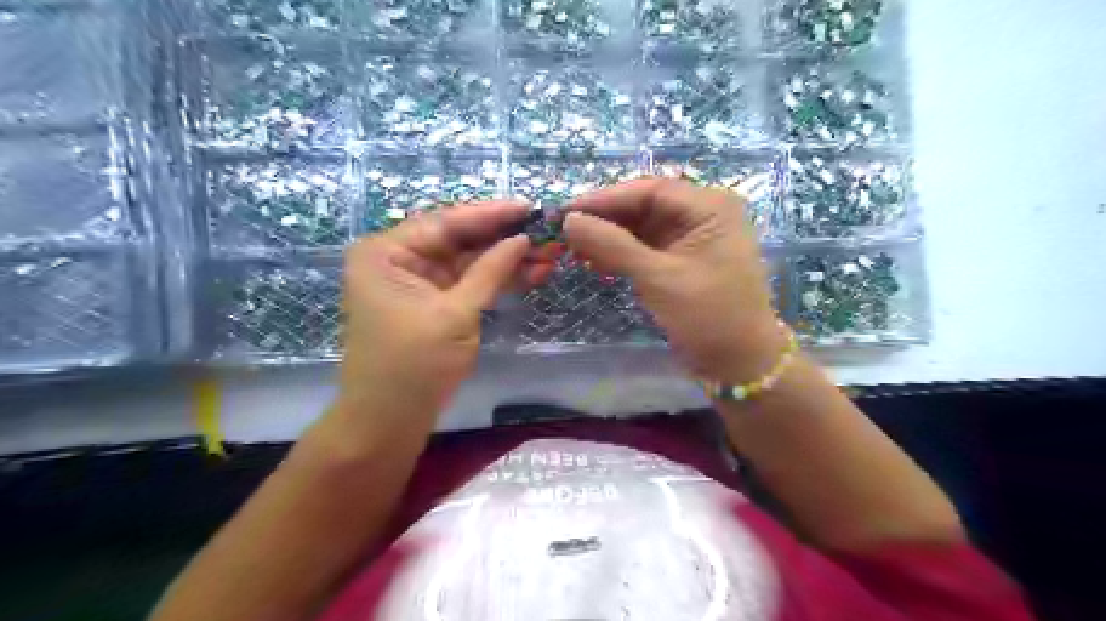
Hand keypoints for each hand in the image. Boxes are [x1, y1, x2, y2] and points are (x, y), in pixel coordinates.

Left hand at [342, 202, 540, 423]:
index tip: (529, 207)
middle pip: (458, 240)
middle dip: (503, 239)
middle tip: (545, 233)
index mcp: (387, 252)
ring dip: (505, 260)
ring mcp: (416, 282)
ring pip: (467, 262)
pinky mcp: (432, 303)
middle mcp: (398, 259)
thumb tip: (523, 239)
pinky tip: (529, 274)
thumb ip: (490, 272)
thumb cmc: (414, 365)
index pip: (445, 222)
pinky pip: (466, 283)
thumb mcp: (455, 314)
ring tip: (548, 256)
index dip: (490, 215)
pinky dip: (495, 280)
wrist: (390, 421)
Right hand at [569, 174, 786, 376]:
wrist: (739, 363)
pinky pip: (645, 247)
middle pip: (644, 206)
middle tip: (566, 233)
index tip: (565, 211)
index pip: (649, 190)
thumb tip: (569, 221)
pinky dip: (621, 254)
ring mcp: (692, 238)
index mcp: (709, 207)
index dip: (604, 199)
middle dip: (605, 220)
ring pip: (641, 227)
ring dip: (609, 238)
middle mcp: (702, 214)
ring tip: (575, 251)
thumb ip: (612, 246)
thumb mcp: (659, 278)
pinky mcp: (682, 260)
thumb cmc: (708, 316)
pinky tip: (596, 263)